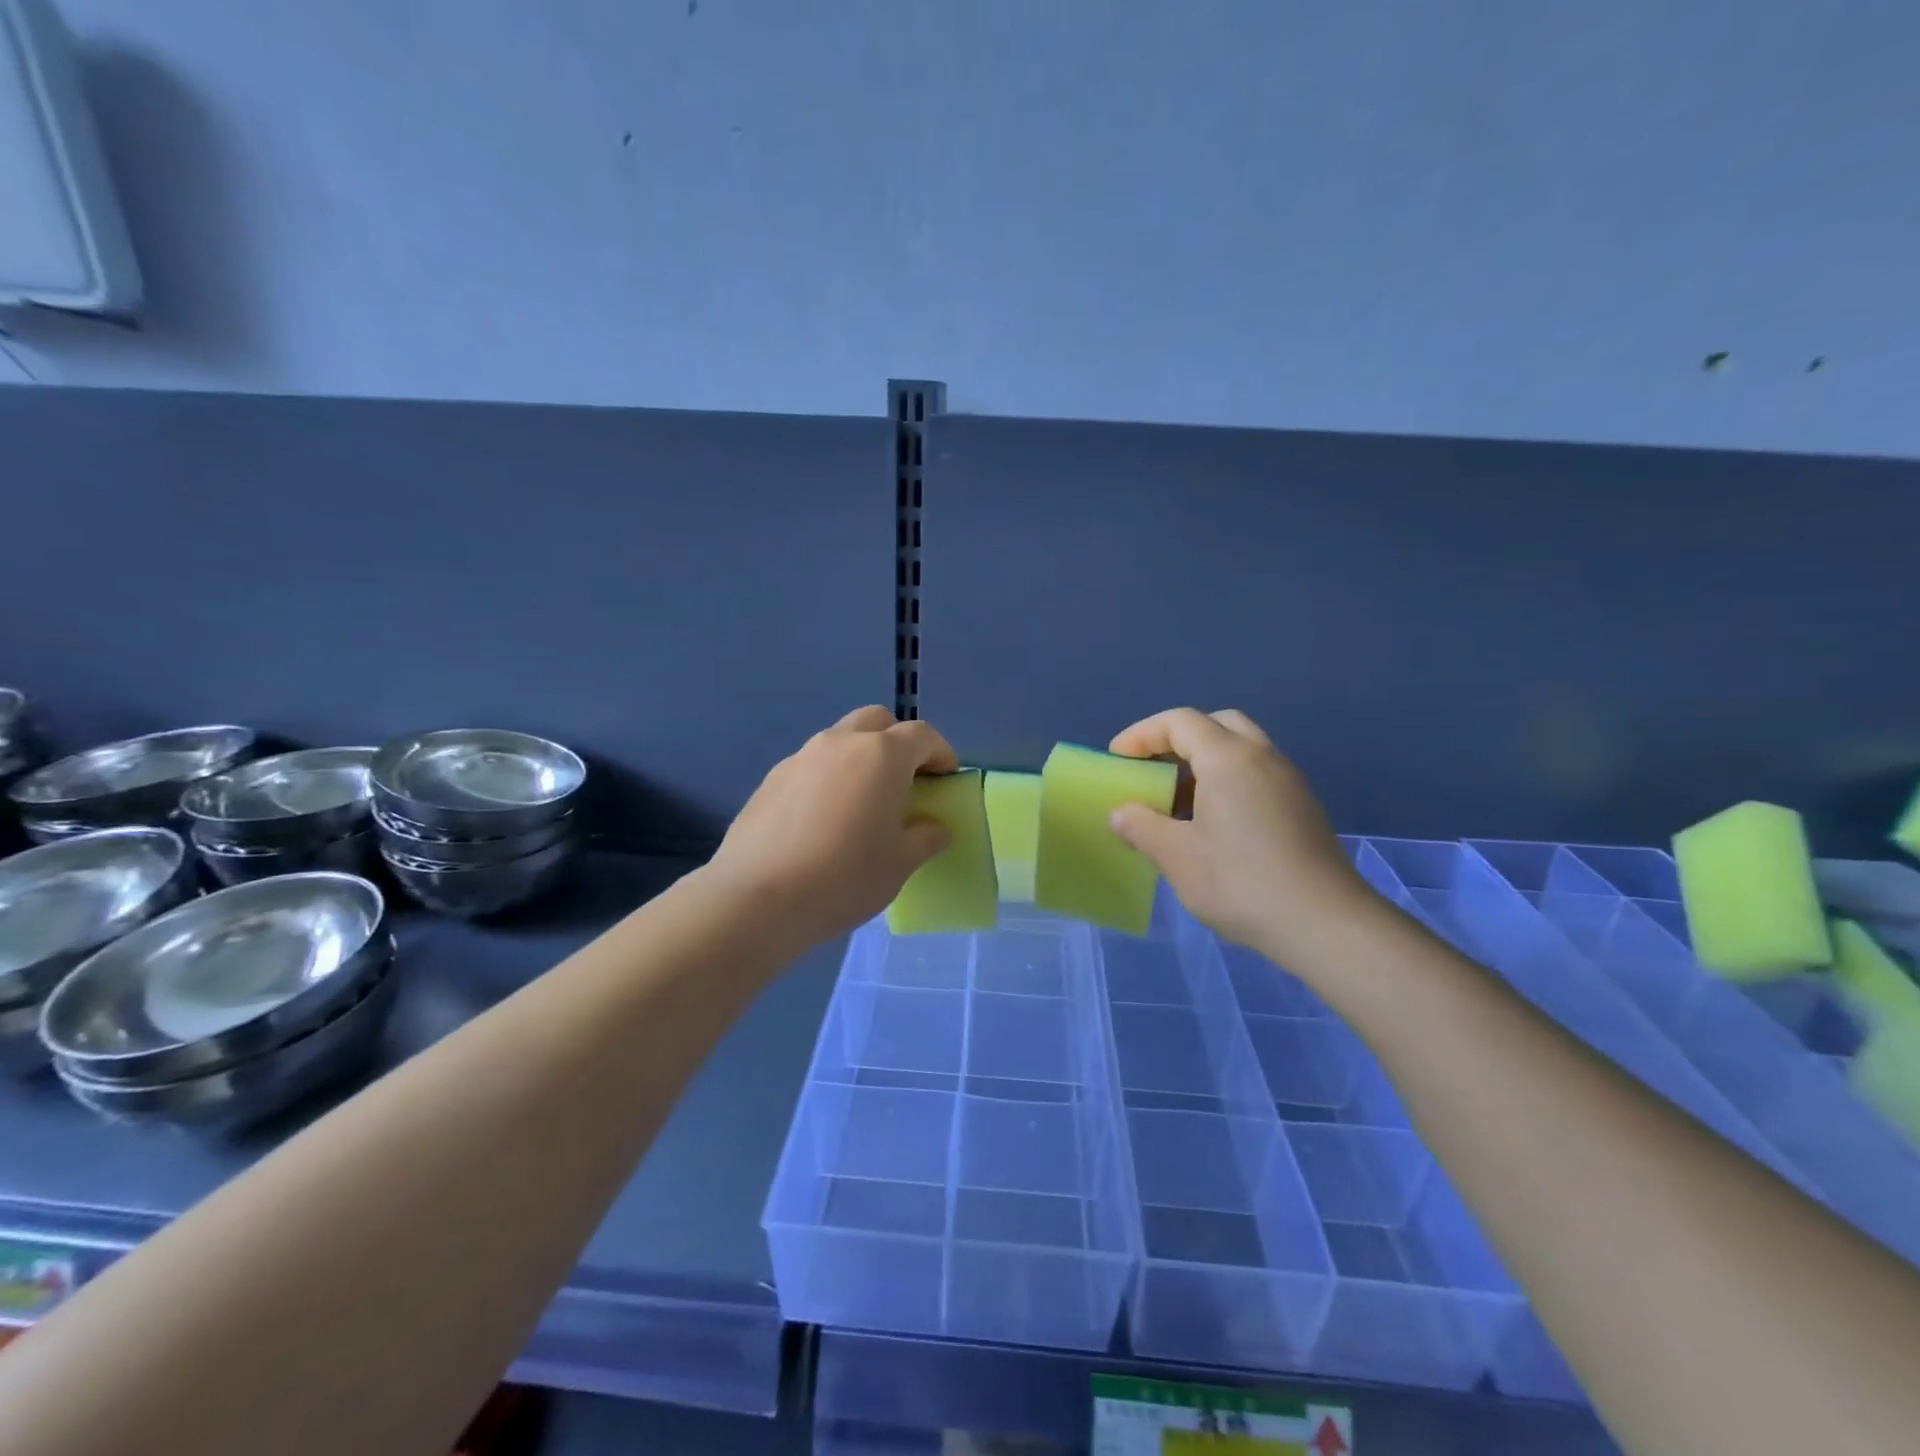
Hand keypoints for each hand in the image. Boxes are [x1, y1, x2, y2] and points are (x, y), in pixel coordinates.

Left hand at [708, 706, 957, 947]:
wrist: (758, 898)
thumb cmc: (845, 876)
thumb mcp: (901, 863)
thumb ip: (926, 838)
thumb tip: (935, 828)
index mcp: (882, 755)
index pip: (922, 735)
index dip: (941, 753)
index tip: (946, 778)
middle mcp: (840, 743)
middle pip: (877, 722)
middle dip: (897, 742)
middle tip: (905, 780)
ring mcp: (801, 757)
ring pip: (840, 740)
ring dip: (860, 758)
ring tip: (862, 802)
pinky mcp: (771, 779)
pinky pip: (812, 766)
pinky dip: (828, 778)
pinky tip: (824, 819)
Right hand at [1108, 708, 1376, 967]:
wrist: (1324, 924)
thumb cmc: (1240, 881)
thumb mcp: (1176, 856)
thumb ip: (1141, 827)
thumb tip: (1121, 814)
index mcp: (1229, 758)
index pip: (1180, 721)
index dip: (1142, 734)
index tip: (1117, 759)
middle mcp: (1263, 758)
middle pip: (1216, 725)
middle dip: (1178, 739)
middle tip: (1152, 768)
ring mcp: (1289, 783)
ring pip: (1241, 751)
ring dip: (1204, 764)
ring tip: (1176, 803)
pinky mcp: (1302, 810)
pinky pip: (1256, 777)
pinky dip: (1227, 784)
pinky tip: (1212, 827)